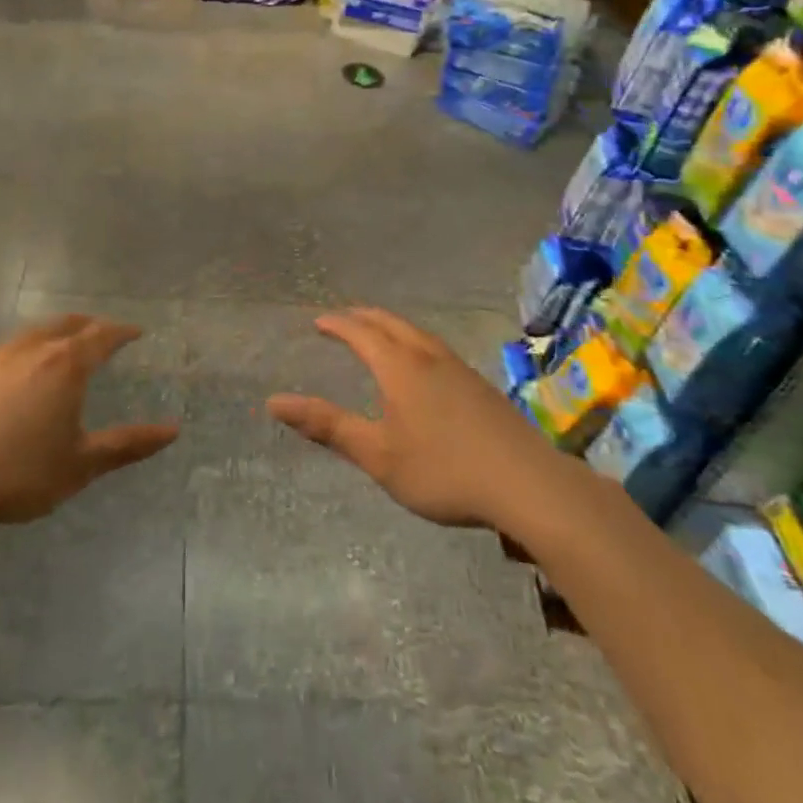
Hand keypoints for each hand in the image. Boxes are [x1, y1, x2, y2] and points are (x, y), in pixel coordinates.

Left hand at [0, 313, 178, 527]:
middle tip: (100, 332)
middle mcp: (31, 349)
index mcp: (65, 365)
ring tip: (57, 350)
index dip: (121, 332)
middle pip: (66, 324)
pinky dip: (18, 355)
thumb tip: (174, 430)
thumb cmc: (16, 473)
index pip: (102, 336)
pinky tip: (10, 377)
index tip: (135, 332)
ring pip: (30, 334)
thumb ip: (127, 445)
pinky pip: (0, 353)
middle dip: (87, 325)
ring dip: (51, 335)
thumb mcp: (79, 465)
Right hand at [267, 307, 550, 529]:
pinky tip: (424, 367)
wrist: (528, 484)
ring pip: (417, 334)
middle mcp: (428, 357)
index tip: (319, 321)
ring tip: (380, 335)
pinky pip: (435, 349)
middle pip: (390, 324)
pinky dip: (414, 343)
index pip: (361, 333)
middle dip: (363, 317)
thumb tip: (274, 402)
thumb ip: (328, 427)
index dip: (338, 325)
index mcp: (399, 367)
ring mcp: (459, 369)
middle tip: (344, 318)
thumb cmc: (444, 470)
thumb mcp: (378, 455)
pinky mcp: (480, 387)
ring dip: (391, 327)